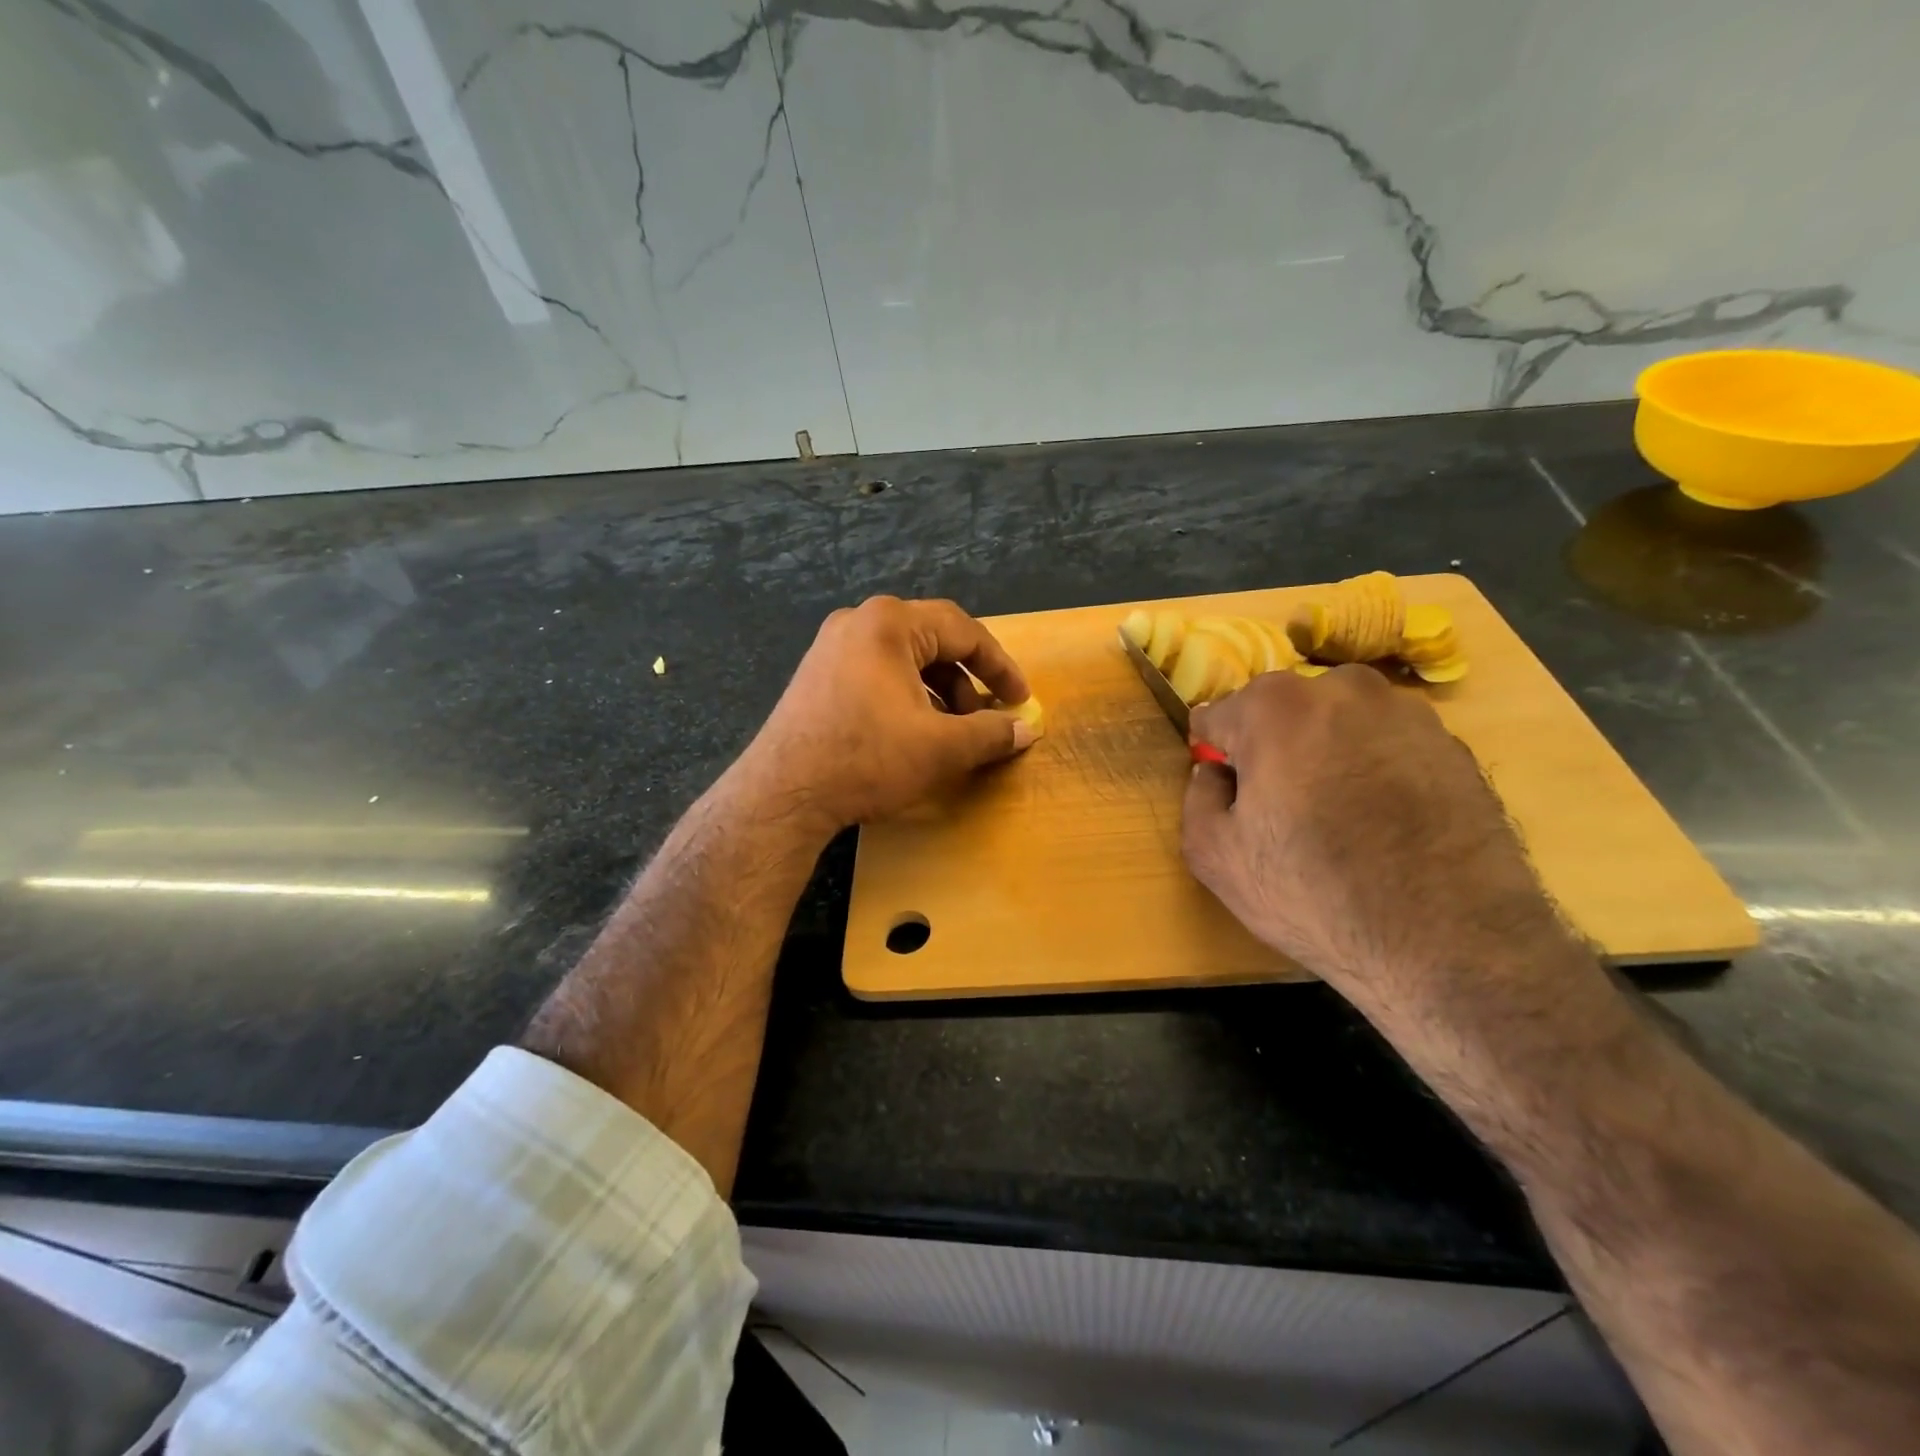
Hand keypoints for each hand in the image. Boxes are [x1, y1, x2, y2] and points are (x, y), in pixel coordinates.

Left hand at [735, 596, 1036, 832]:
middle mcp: (858, 622)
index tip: (1021, 699)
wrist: (783, 793)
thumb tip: (1028, 729)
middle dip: (967, 681)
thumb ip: (992, 733)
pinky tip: (914, 732)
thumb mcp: (942, 748)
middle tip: (986, 716)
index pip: (964, 631)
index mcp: (890, 623)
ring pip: (904, 659)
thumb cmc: (868, 759)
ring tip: (953, 730)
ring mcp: (831, 647)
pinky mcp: (817, 675)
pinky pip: (877, 673)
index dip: (1000, 667)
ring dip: (938, 691)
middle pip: (933, 641)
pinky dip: (907, 696)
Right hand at [1181, 666, 1567, 1009]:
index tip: (1228, 793)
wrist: (1453, 943)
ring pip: (1338, 726)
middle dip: (1272, 749)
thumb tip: (1214, 772)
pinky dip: (1375, 772)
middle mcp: (1343, 689)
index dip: (1215, 755)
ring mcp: (1408, 713)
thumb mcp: (1215, 856)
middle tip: (1283, 811)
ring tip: (1340, 821)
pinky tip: (1384, 827)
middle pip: (1282, 713)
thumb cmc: (1314, 893)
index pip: (1218, 715)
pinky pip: (1387, 748)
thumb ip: (1198, 796)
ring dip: (1326, 756)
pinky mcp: (1454, 746)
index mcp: (1276, 707)